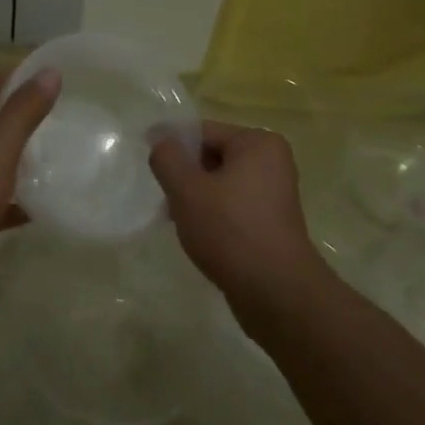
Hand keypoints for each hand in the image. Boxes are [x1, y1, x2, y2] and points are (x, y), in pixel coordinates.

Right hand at [149, 121, 319, 303]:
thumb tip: (160, 141)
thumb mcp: (186, 189)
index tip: (148, 163)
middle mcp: (272, 161)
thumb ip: (167, 158)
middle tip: (164, 198)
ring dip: (197, 197)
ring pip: (221, 183)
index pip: (203, 132)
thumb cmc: (229, 230)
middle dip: (185, 175)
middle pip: (212, 156)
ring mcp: (276, 193)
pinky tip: (199, 236)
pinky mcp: (273, 222)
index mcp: (257, 143)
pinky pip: (234, 205)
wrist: (275, 292)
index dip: (172, 146)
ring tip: (178, 220)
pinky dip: (214, 214)